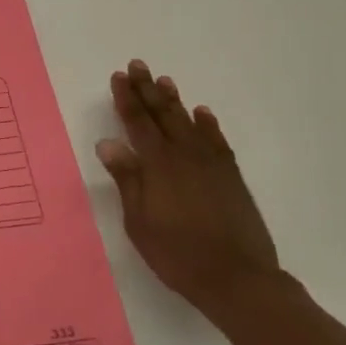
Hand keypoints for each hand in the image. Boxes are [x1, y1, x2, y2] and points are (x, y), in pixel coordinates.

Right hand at [96, 59, 285, 320]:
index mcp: (157, 165)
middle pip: (162, 115)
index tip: (118, 77)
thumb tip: (108, 143)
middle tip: (138, 65)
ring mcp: (211, 165)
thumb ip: (127, 179)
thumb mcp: (139, 222)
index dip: (127, 99)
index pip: (137, 123)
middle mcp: (184, 156)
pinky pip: (217, 141)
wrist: (237, 279)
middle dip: (147, 89)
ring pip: (189, 122)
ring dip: (175, 101)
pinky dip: (208, 124)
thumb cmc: (177, 254)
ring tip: (165, 81)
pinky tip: (202, 113)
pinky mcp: (231, 177)